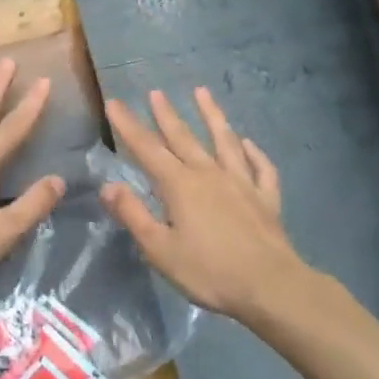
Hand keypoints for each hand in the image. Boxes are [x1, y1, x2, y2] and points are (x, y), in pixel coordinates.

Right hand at [102, 88, 304, 320]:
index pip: (147, 149)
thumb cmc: (209, 271)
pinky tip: (249, 143)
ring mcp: (241, 183)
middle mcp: (209, 174)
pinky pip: (260, 168)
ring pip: (224, 141)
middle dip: (165, 114)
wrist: (271, 286)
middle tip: (155, 92)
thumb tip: (108, 185)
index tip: (113, 102)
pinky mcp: (266, 198)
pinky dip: (254, 153)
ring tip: (202, 92)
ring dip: (212, 116)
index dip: (128, 126)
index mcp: (179, 185)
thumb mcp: (159, 249)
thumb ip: (133, 215)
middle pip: (183, 138)